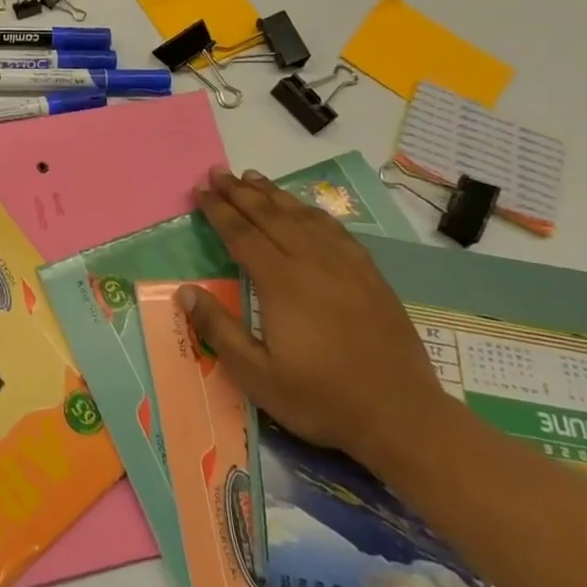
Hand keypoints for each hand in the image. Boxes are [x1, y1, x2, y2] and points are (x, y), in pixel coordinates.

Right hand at [187, 166, 446, 468]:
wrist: (401, 415)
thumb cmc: (321, 397)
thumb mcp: (257, 374)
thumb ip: (218, 330)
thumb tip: (185, 291)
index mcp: (280, 282)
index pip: (241, 233)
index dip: (218, 210)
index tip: (200, 189)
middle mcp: (311, 262)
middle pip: (270, 215)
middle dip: (240, 192)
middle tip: (218, 172)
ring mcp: (345, 266)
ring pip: (302, 216)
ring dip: (274, 194)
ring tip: (253, 177)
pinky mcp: (370, 276)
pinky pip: (335, 230)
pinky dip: (312, 212)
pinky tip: (305, 209)